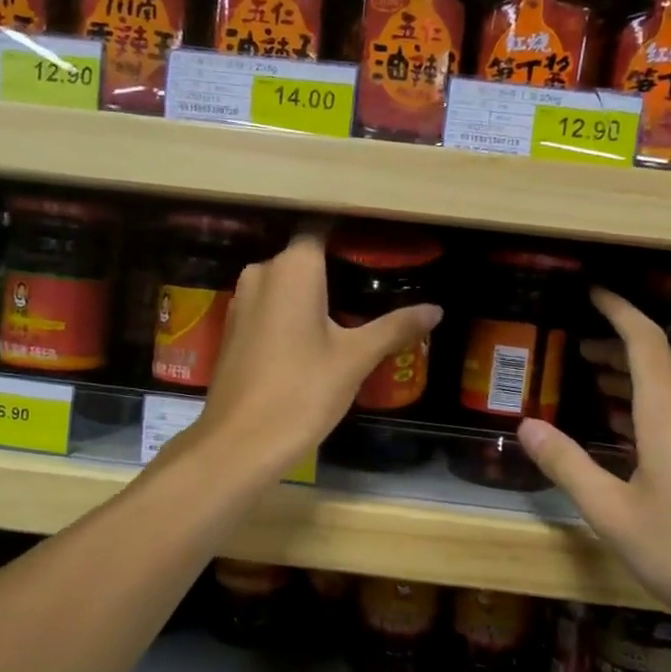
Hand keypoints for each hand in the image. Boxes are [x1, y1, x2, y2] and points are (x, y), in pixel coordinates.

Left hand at [191, 227, 441, 477]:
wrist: (240, 442)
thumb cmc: (303, 390)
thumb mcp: (356, 358)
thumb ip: (395, 327)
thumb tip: (436, 310)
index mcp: (292, 268)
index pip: (322, 229)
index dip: (350, 235)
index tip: (379, 248)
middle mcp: (262, 272)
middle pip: (304, 257)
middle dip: (337, 268)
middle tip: (377, 286)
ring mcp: (242, 301)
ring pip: (285, 284)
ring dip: (314, 294)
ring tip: (355, 312)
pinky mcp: (234, 329)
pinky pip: (270, 306)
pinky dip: (293, 313)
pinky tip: (318, 337)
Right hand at [517, 288, 670, 647]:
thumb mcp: (614, 514)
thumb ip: (568, 466)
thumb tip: (526, 425)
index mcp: (670, 414)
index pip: (644, 341)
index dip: (617, 311)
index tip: (593, 292)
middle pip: (661, 365)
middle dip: (619, 351)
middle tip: (581, 353)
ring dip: (638, 384)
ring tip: (602, 391)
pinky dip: (659, 413)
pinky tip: (643, 444)